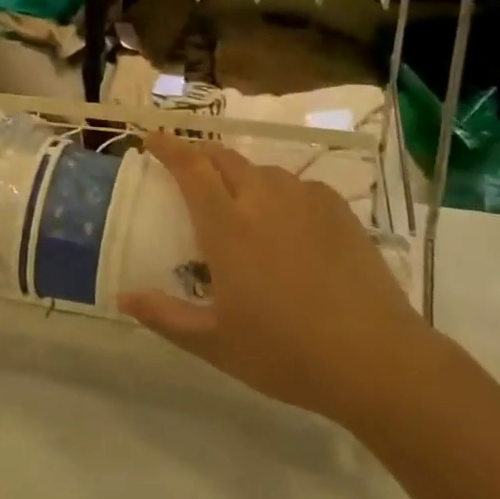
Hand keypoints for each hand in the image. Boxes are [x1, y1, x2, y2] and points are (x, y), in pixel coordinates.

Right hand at [118, 134, 436, 428]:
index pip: (190, 169)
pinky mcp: (340, 212)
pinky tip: (287, 219)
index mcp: (228, 227)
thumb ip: (164, 316)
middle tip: (187, 167)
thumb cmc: (286, 353)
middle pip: (225, 158)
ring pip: (263, 170)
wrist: (377, 360)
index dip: (168, 148)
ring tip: (238, 198)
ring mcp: (306, 202)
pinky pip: (299, 186)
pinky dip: (280, 191)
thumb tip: (122, 296)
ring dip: (241, 174)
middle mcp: (264, 201)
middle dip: (200, 154)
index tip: (151, 139)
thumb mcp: (215, 343)